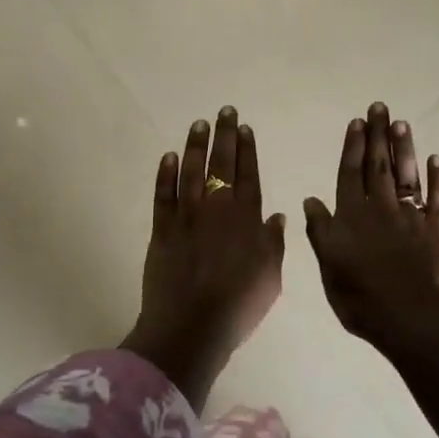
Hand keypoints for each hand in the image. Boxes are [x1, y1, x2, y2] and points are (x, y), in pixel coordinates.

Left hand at [124, 108, 286, 409]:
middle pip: (221, 164)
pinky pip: (163, 195)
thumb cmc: (239, 306)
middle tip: (224, 111)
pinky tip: (168, 156)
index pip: (248, 175)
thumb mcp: (271, 278)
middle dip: (224, 136)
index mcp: (246, 219)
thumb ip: (274, 244)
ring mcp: (187, 217)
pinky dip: (165, 174)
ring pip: (190, 172)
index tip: (244, 127)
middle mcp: (217, 209)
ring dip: (195, 146)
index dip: (246, 149)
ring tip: (198, 124)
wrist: (191, 326)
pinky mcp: (162, 229)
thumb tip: (276, 216)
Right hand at [303, 102, 438, 351]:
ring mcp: (411, 217)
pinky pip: (438, 199)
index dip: (352, 147)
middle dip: (378, 135)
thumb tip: (311, 199)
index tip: (356, 121)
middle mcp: (380, 208)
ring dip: (404, 148)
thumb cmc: (361, 297)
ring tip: (401, 123)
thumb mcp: (328, 266)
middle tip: (380, 106)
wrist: (410, 318)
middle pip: (378, 165)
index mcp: (352, 216)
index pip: (350, 173)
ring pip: (406, 175)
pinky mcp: (436, 231)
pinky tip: (436, 159)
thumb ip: (320, 230)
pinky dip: (438, 178)